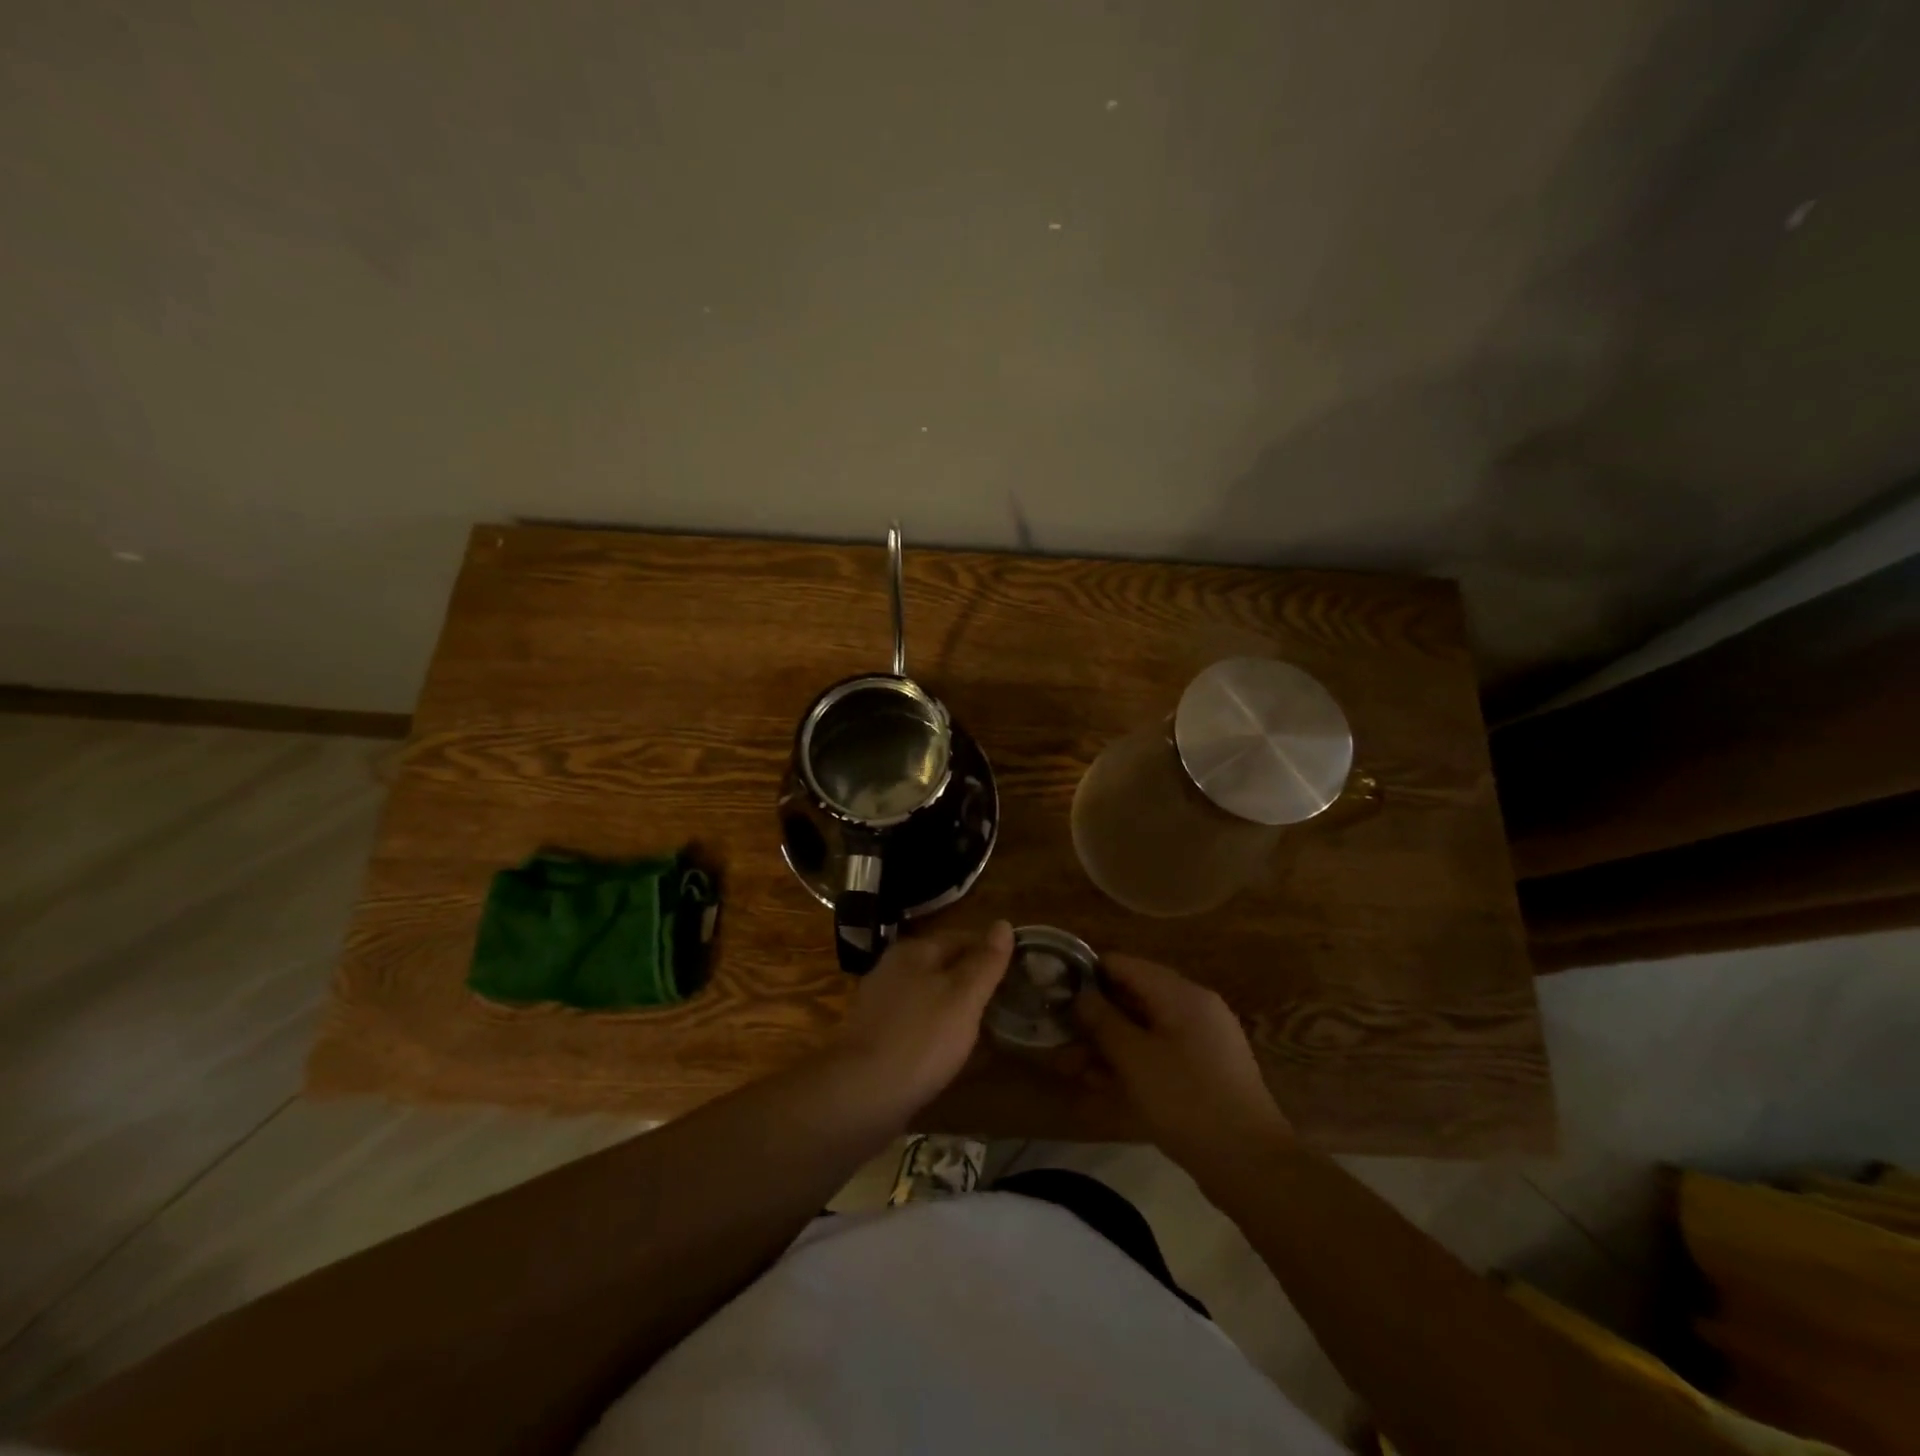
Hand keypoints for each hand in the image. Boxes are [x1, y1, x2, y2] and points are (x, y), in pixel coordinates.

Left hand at [828, 922, 1013, 1119]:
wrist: (861, 1095)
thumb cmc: (920, 1039)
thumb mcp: (963, 997)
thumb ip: (985, 962)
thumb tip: (1003, 924)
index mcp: (913, 952)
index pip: (961, 937)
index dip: (990, 950)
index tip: (1018, 968)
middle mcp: (892, 969)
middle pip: (942, 964)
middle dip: (972, 977)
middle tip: (1006, 997)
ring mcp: (880, 1003)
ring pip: (927, 993)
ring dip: (954, 1004)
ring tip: (985, 1023)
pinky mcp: (874, 1036)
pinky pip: (914, 1022)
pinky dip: (935, 1028)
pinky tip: (950, 1047)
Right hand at [1074, 954, 1292, 1177]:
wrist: (1250, 1165)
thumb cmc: (1187, 1101)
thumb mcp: (1135, 1059)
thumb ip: (1103, 1021)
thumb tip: (1082, 995)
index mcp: (1181, 994)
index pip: (1125, 965)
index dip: (1087, 973)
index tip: (1056, 989)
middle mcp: (1194, 1008)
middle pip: (1134, 997)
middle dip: (1095, 1016)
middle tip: (1058, 1035)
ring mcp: (1202, 1041)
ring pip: (1144, 1029)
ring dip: (1107, 1044)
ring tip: (1070, 1066)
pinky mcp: (1204, 1071)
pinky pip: (1159, 1053)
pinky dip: (1131, 1062)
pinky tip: (1101, 1084)